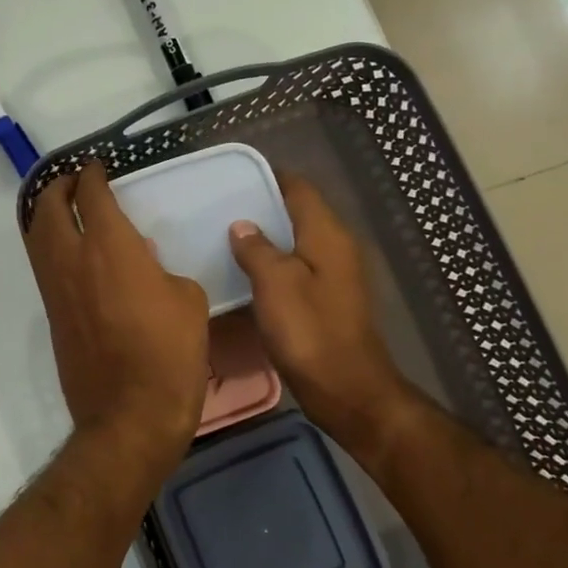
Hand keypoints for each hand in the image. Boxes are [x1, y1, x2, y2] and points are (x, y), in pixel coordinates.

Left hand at [24, 162, 210, 485]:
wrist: (129, 413)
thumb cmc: (169, 353)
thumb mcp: (186, 299)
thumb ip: (159, 269)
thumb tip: (138, 261)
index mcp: (109, 246)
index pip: (92, 195)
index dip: (92, 175)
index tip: (97, 167)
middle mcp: (72, 259)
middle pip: (49, 207)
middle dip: (58, 187)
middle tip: (72, 181)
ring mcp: (55, 288)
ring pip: (37, 236)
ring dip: (46, 214)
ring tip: (62, 209)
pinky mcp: (51, 315)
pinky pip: (43, 265)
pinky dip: (48, 245)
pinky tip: (68, 251)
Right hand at [228, 174, 408, 452]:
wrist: (346, 390)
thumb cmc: (310, 332)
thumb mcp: (276, 284)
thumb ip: (257, 249)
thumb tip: (242, 225)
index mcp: (327, 235)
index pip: (299, 189)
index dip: (269, 177)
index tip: (234, 178)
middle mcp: (336, 248)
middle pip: (298, 213)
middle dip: (263, 208)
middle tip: (220, 208)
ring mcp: (334, 275)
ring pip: (296, 243)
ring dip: (266, 239)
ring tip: (225, 238)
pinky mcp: (327, 300)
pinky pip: (296, 269)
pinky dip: (272, 265)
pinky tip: (245, 275)